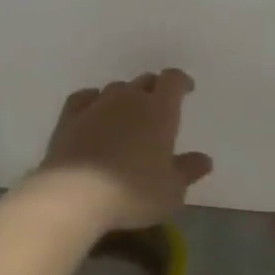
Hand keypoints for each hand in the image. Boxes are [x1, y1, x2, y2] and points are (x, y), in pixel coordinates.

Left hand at [34, 70, 212, 229]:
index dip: (181, 82)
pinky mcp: (69, 116)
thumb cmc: (132, 192)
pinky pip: (85, 97)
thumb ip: (188, 171)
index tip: (186, 89)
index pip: (173, 80)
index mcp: (159, 110)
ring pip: (116, 89)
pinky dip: (93, 101)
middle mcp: (128, 99)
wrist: (75, 193)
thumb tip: (204, 159)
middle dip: (154, 90)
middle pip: (144, 81)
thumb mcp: (171, 191)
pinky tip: (93, 111)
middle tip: (158, 107)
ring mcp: (96, 104)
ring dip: (125, 98)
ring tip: (127, 116)